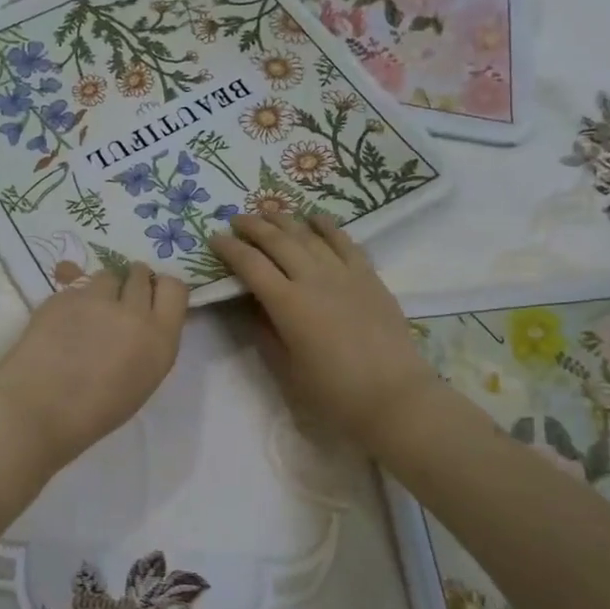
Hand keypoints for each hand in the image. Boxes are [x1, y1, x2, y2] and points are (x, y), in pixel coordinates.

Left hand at [0, 264, 187, 470]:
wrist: (38, 412)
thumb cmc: (94, 413)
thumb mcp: (141, 381)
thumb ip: (148, 343)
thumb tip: (142, 322)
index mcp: (159, 339)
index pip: (175, 287)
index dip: (160, 289)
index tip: (150, 299)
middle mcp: (133, 312)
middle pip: (139, 274)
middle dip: (130, 284)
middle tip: (117, 305)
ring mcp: (95, 299)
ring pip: (106, 275)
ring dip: (102, 289)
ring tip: (87, 314)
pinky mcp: (62, 295)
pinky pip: (75, 286)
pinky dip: (72, 299)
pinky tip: (60, 323)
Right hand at [210, 213, 443, 452]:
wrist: (395, 397)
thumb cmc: (334, 393)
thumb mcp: (287, 369)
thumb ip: (265, 333)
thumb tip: (251, 306)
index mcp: (288, 304)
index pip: (251, 265)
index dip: (230, 249)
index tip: (214, 238)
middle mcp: (313, 279)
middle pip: (278, 241)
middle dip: (253, 227)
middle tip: (236, 219)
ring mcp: (344, 274)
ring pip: (309, 235)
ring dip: (285, 220)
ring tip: (268, 211)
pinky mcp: (368, 276)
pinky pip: (344, 242)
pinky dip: (327, 226)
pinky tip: (315, 217)